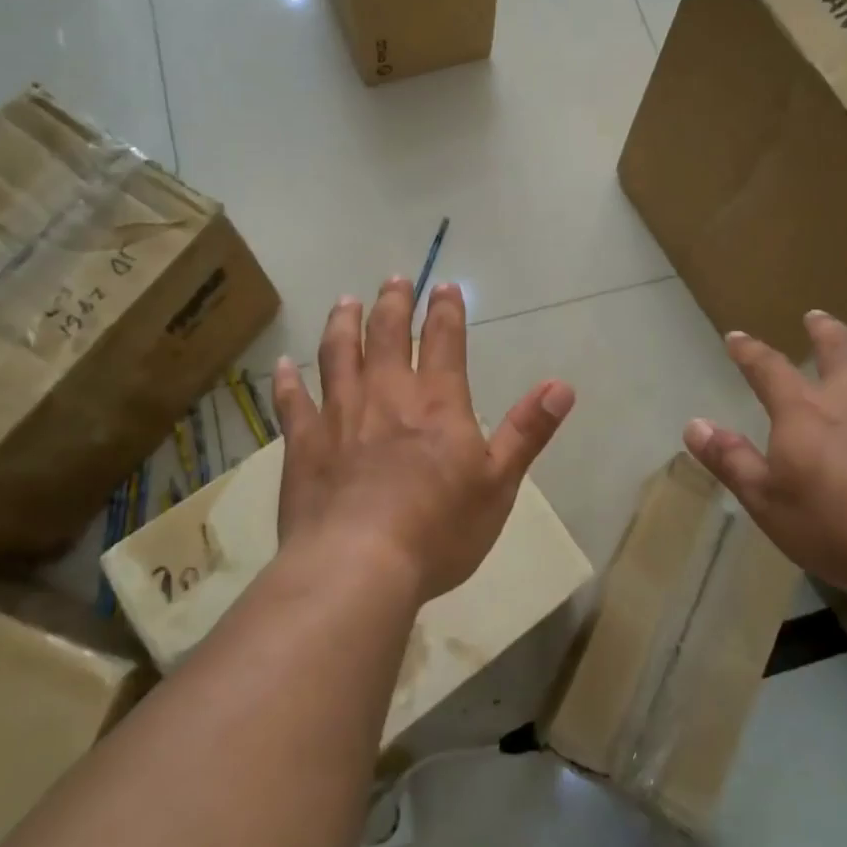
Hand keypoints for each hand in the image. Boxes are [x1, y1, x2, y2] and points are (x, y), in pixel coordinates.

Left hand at [272, 277, 575, 603]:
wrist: (357, 566)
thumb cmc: (438, 530)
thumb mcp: (498, 484)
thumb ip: (528, 432)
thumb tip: (563, 386)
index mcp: (437, 402)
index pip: (444, 340)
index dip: (446, 310)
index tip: (444, 287)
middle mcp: (386, 394)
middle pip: (387, 334)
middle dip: (393, 303)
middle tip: (394, 280)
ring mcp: (338, 414)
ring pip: (338, 353)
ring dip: (342, 324)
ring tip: (345, 302)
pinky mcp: (302, 443)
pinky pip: (292, 401)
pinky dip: (288, 380)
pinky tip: (284, 364)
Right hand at [683, 314, 846, 592]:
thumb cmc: (832, 524)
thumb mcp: (765, 499)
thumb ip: (730, 459)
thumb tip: (694, 424)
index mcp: (804, 412)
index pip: (768, 370)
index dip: (750, 352)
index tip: (737, 337)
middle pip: (839, 351)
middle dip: (825, 332)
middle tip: (817, 317)